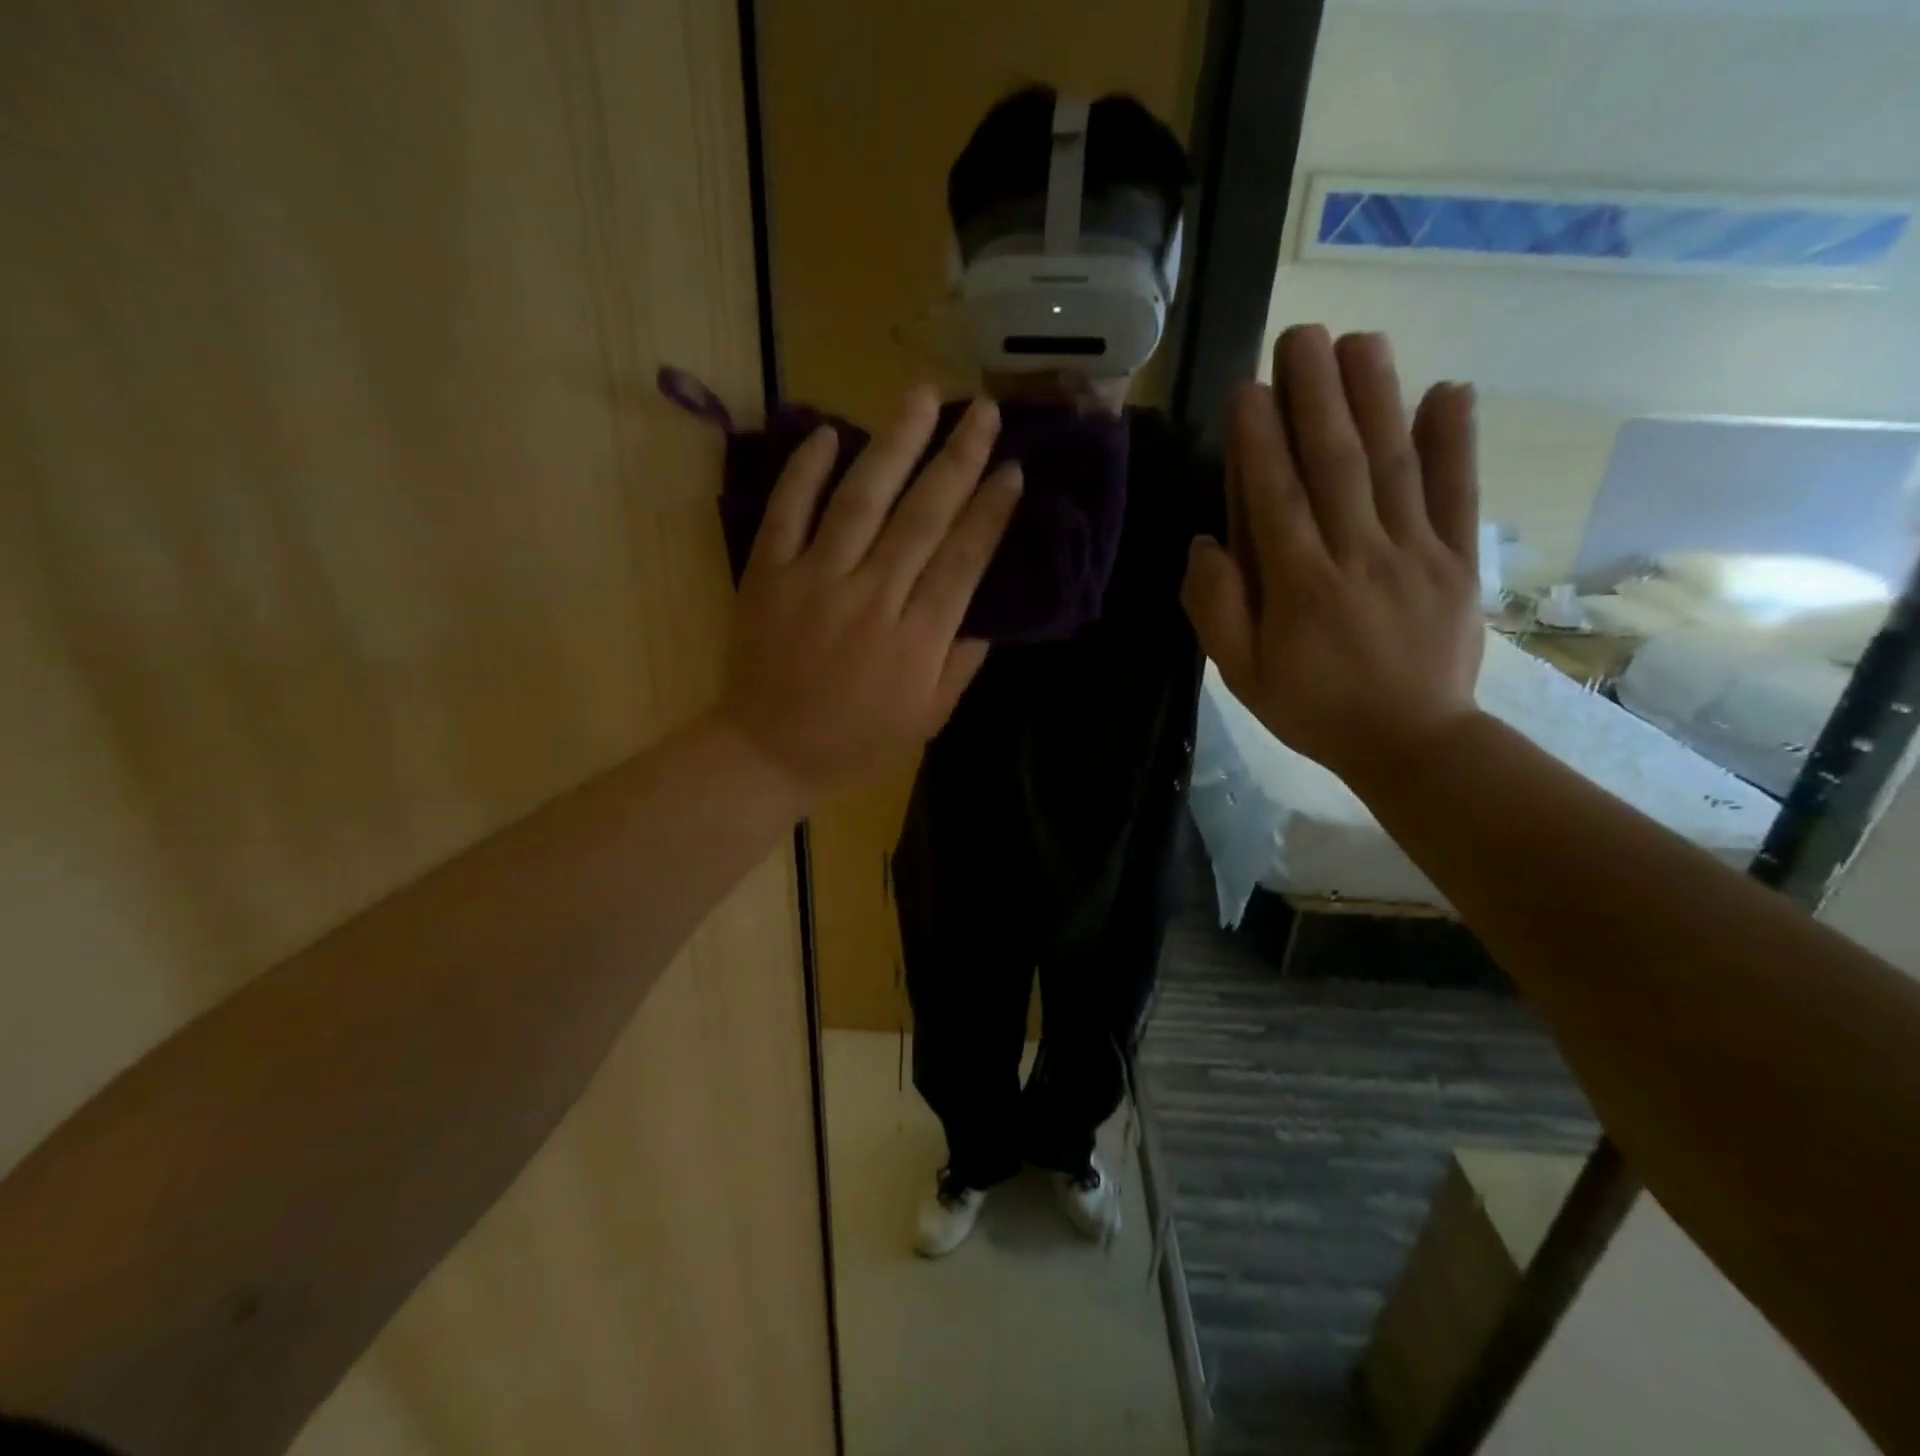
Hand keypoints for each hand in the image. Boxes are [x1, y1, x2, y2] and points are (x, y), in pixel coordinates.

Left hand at [716, 388, 1021, 803]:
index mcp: (916, 640)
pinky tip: (830, 433)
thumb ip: (960, 663)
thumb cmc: (856, 742)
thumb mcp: (927, 718)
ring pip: (860, 500)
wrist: (767, 752)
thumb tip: (986, 611)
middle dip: (958, 460)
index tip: (1013, 469)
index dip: (991, 512)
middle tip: (985, 412)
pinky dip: (805, 471)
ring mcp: (814, 581)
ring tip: (921, 396)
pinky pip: (787, 512)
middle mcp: (871, 599)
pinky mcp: (767, 575)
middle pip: (922, 517)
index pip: (963, 560)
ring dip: (894, 444)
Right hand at [1181, 326, 1483, 786]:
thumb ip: (1217, 609)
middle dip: (1316, 395)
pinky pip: (1457, 493)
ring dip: (1377, 397)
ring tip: (1362, 340)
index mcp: (1300, 587)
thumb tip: (1205, 543)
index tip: (1249, 388)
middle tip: (1303, 335)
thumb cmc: (1313, 708)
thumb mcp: (1241, 675)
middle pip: (1335, 464)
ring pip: (1393, 464)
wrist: (1412, 743)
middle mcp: (1358, 556)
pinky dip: (1454, 441)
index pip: (1275, 498)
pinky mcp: (1458, 559)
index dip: (1260, 441)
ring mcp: (1415, 553)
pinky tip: (1448, 390)